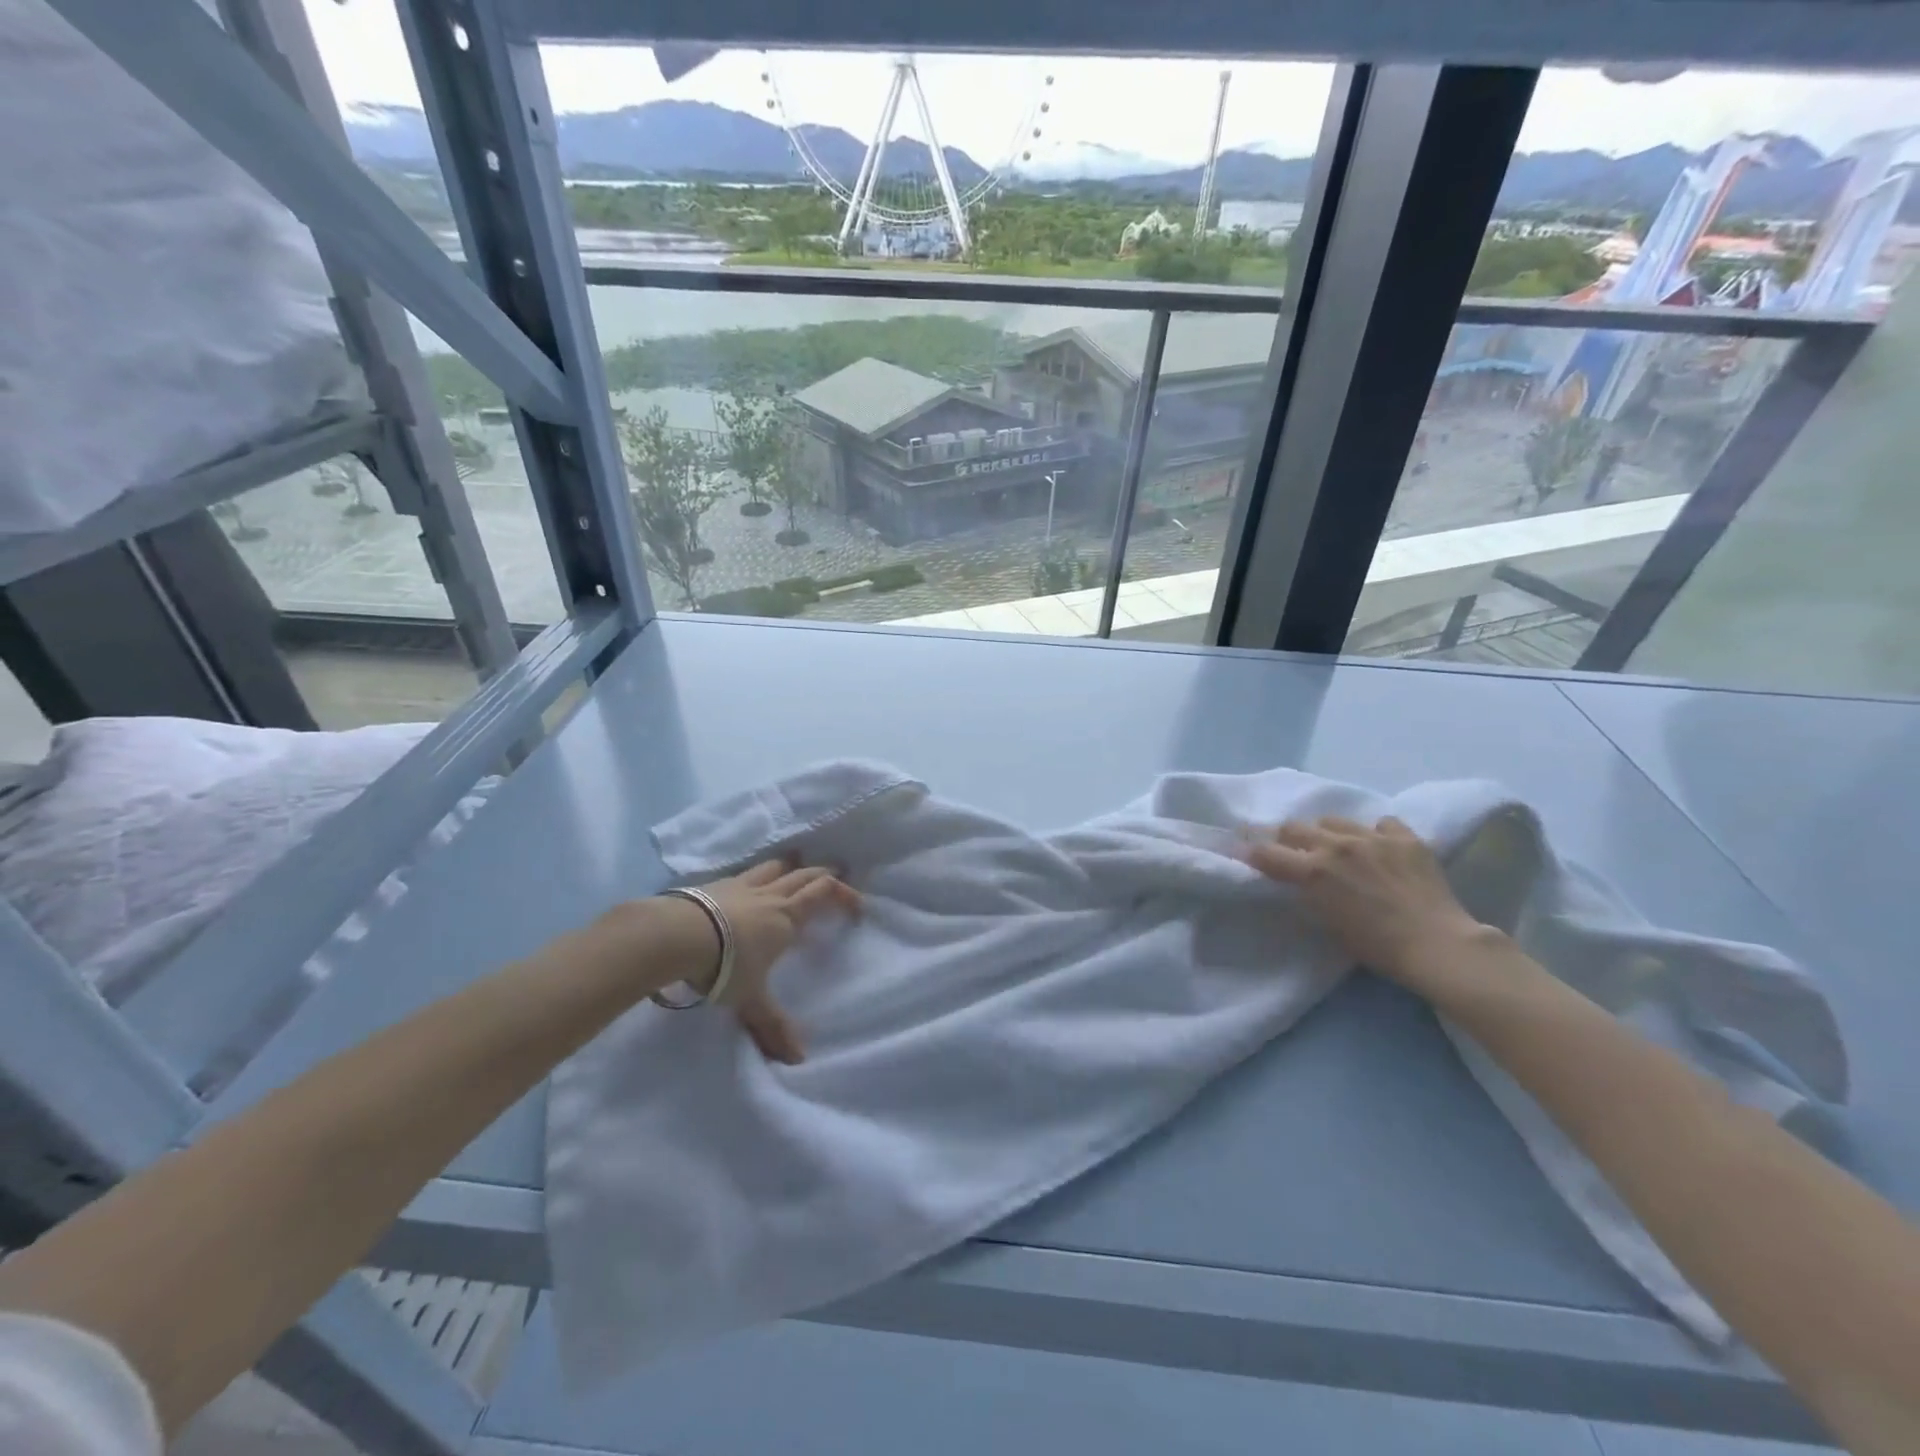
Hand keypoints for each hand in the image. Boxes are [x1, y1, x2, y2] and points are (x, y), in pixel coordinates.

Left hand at [667, 859, 858, 1062]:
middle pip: (805, 874)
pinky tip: (749, 885)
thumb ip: (773, 1025)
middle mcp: (770, 895)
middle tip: (836, 876)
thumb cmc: (724, 965)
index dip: (844, 894)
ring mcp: (742, 885)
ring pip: (775, 866)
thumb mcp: (751, 1000)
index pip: (824, 893)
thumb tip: (797, 1059)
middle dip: (824, 874)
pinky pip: (745, 873)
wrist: (676, 935)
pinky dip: (757, 875)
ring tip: (795, 870)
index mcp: (787, 917)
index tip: (857, 906)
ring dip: (790, 867)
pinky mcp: (715, 884)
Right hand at [1246, 816, 1484, 987]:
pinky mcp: (1405, 838)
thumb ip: (1308, 892)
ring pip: (1334, 820)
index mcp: (1313, 870)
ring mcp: (1373, 837)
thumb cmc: (1377, 947)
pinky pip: (1381, 823)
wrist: (1438, 946)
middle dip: (1287, 839)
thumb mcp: (1327, 922)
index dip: (1254, 854)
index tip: (1250, 856)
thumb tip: (1297, 879)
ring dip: (1328, 833)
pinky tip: (1381, 849)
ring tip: (1339, 848)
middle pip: (1295, 827)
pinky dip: (1375, 834)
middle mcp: (1337, 845)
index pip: (1267, 853)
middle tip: (1294, 853)